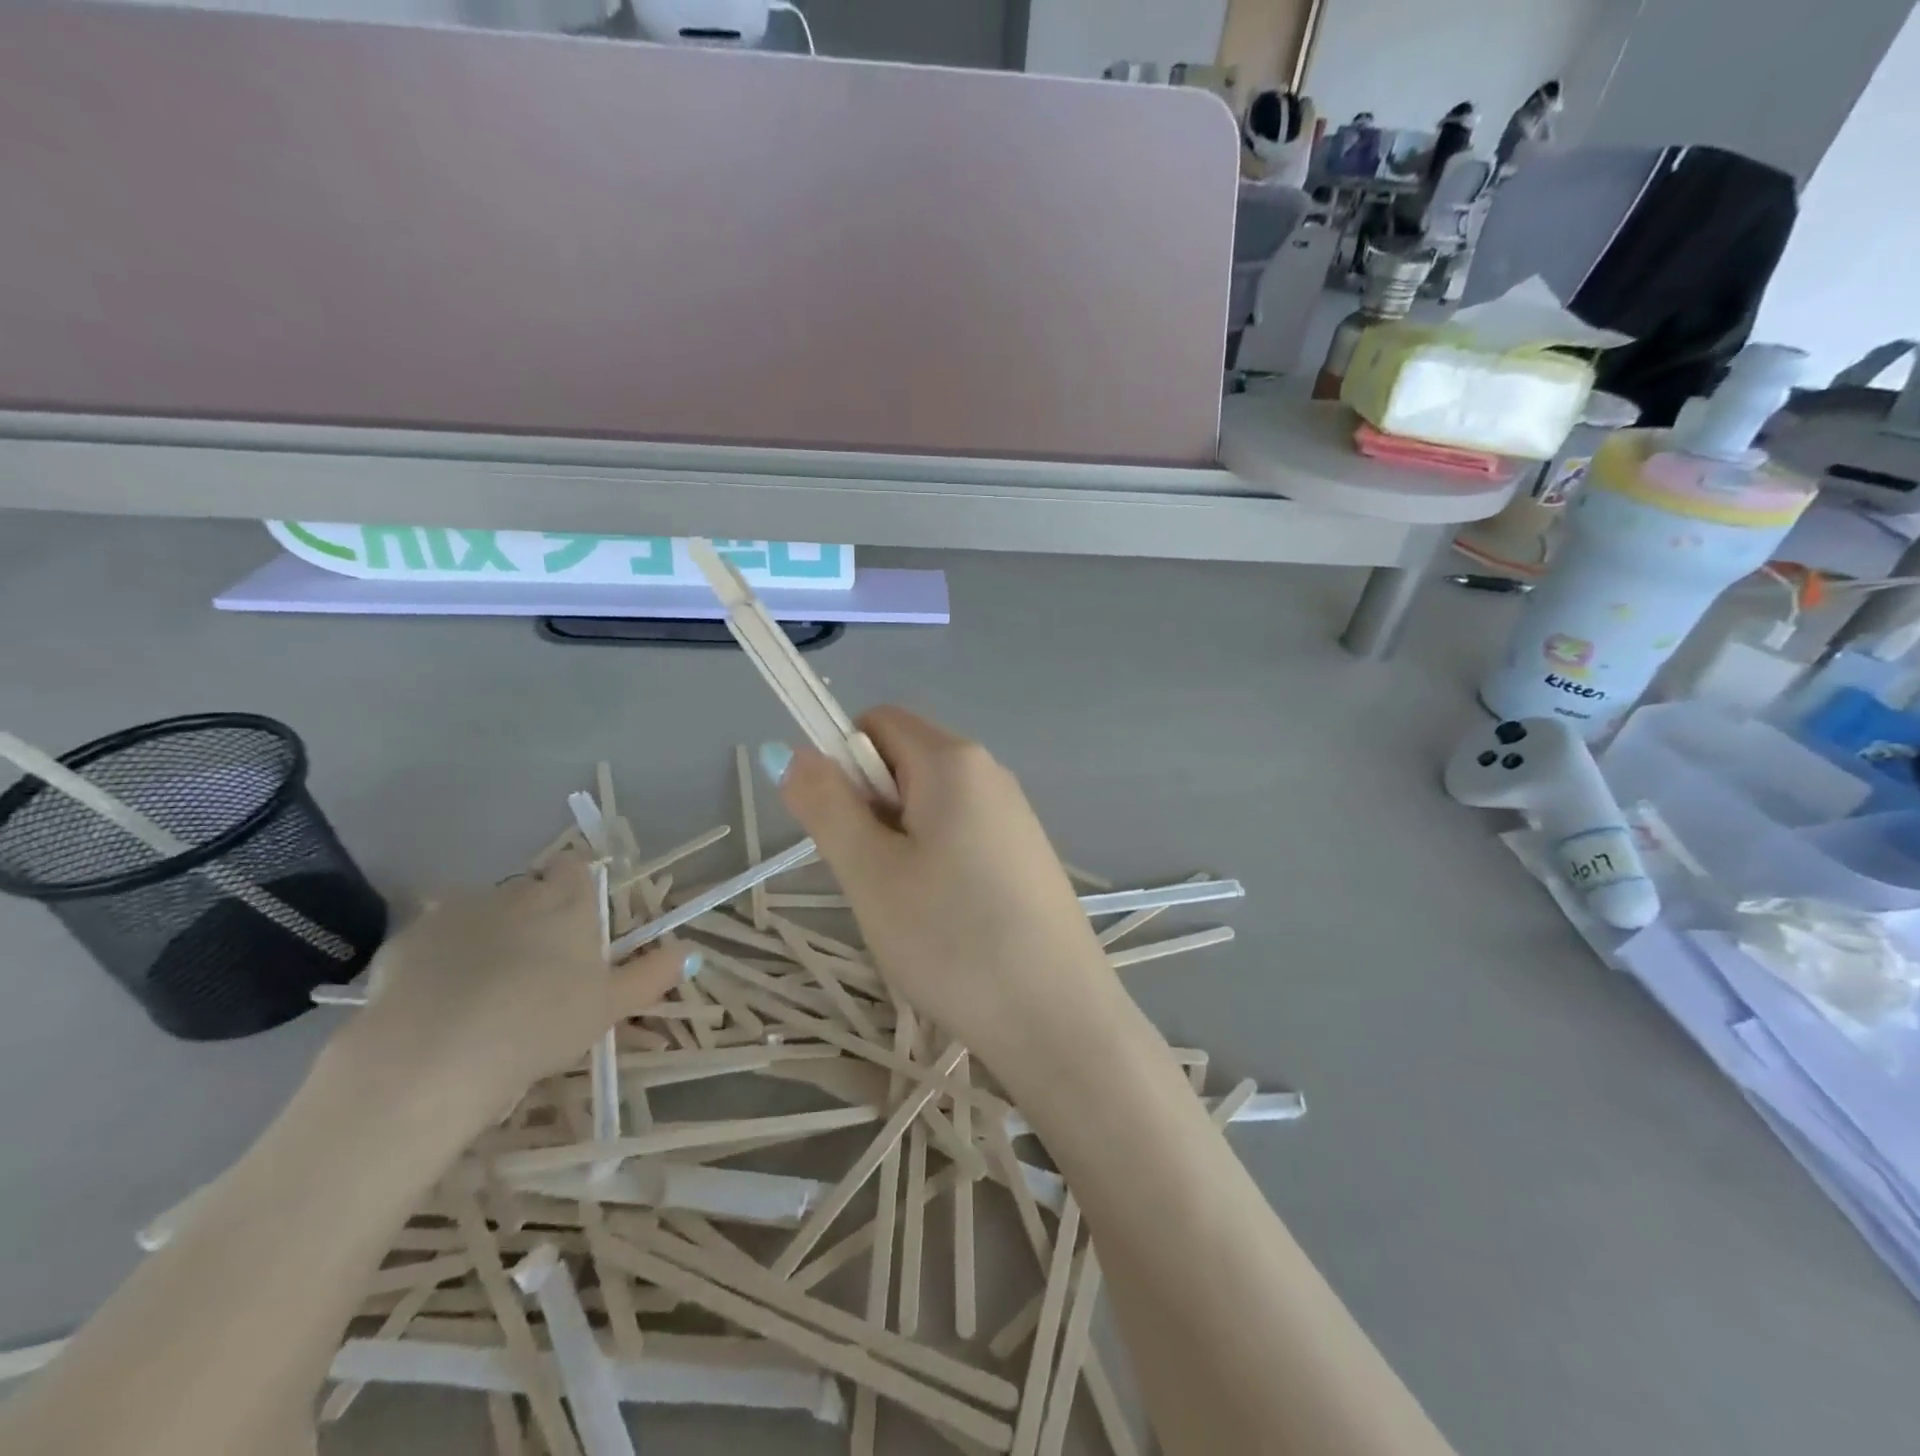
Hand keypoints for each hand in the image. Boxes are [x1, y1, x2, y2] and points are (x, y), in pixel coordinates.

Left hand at [330, 853, 688, 1135]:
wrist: (434, 1055)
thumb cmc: (541, 1023)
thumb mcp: (609, 1006)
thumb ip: (651, 975)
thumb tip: (692, 952)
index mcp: (567, 903)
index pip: (577, 869)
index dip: (579, 886)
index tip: (579, 920)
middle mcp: (515, 894)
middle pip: (530, 889)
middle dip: (534, 913)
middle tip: (538, 963)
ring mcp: (457, 912)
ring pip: (481, 911)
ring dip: (487, 932)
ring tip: (486, 984)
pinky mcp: (407, 940)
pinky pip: (432, 938)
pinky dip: (441, 957)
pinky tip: (439, 997)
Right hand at [768, 708, 1116, 1067]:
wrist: (1057, 1018)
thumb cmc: (952, 938)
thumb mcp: (870, 871)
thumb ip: (826, 804)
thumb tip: (796, 752)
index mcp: (954, 760)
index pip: (877, 723)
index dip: (842, 763)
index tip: (844, 830)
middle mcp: (991, 772)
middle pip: (904, 763)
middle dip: (871, 809)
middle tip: (875, 879)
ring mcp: (1015, 815)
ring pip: (930, 806)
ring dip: (900, 844)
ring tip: (910, 909)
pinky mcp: (1026, 855)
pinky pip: (961, 836)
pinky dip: (936, 865)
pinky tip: (946, 922)